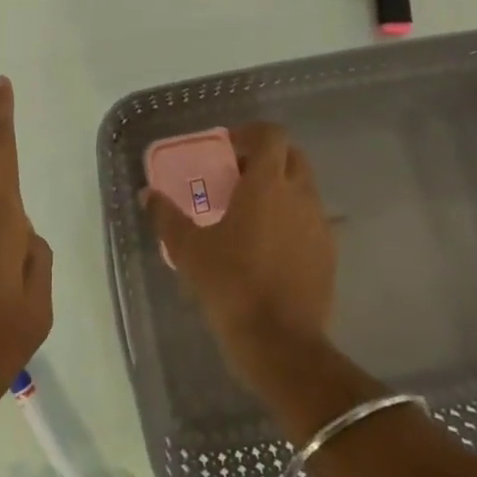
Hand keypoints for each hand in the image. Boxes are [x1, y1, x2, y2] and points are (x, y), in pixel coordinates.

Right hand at [143, 122, 335, 376]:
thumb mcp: (188, 250)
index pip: (272, 135)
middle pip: (292, 156)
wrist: (280, 343)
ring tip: (252, 213)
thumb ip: (166, 216)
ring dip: (282, 188)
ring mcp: (320, 224)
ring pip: (304, 188)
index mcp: (267, 185)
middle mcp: (300, 195)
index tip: (229, 147)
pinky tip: (271, 246)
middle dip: (268, 158)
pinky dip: (293, 219)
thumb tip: (147, 195)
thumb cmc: (230, 286)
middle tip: (238, 176)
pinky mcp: (329, 253)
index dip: (251, 133)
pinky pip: (312, 220)